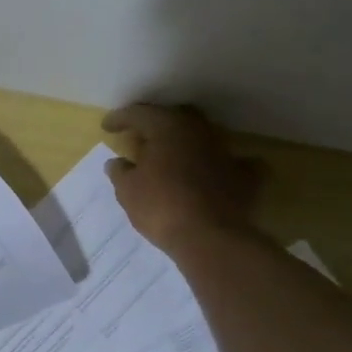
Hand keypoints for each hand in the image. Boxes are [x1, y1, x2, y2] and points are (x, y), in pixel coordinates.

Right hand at [102, 104, 262, 251]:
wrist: (210, 238)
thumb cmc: (160, 207)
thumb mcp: (127, 190)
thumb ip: (120, 171)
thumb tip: (117, 162)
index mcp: (167, 128)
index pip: (139, 113)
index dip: (120, 118)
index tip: (106, 127)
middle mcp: (199, 132)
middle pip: (175, 118)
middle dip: (157, 124)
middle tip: (141, 136)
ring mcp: (226, 152)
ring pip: (203, 137)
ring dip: (186, 143)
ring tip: (171, 155)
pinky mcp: (245, 177)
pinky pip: (233, 163)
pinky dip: (221, 165)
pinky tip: (215, 172)